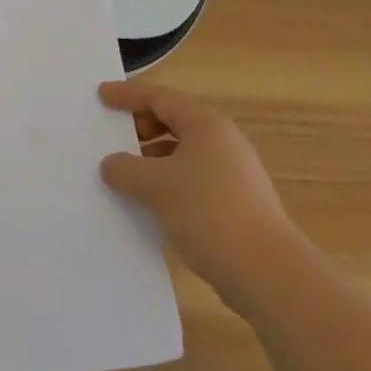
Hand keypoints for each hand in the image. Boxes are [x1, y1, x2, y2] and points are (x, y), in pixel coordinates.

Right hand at [99, 81, 291, 304]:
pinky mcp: (238, 206)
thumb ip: (125, 170)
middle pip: (173, 123)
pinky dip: (169, 186)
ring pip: (183, 156)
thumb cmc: (209, 214)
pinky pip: (193, 183)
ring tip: (126, 179)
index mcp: (206, 125)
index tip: (101, 95)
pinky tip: (153, 208)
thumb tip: (111, 165)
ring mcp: (234, 175)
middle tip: (112, 140)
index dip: (127, 96)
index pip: (159, 98)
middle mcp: (223, 142)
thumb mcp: (156, 187)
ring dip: (153, 162)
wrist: (269, 275)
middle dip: (140, 129)